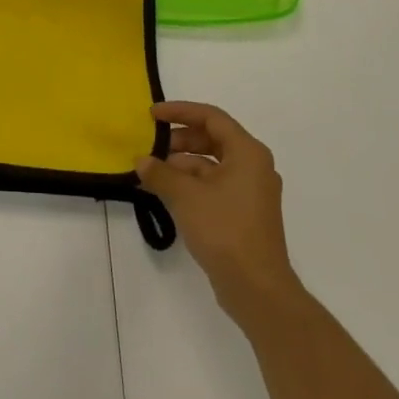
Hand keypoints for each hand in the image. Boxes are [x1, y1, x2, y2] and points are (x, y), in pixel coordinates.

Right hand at [137, 102, 298, 310]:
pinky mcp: (244, 212)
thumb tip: (141, 162)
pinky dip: (191, 183)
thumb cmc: (224, 229)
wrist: (256, 287)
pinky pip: (214, 185)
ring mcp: (251, 191)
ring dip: (182, 164)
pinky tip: (166, 193)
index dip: (180, 111)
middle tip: (151, 146)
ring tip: (152, 173)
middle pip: (212, 139)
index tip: (152, 115)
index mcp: (247, 153)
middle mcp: (253, 166)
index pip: (211, 118)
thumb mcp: (185, 196)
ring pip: (212, 164)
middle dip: (179, 140)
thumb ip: (160, 173)